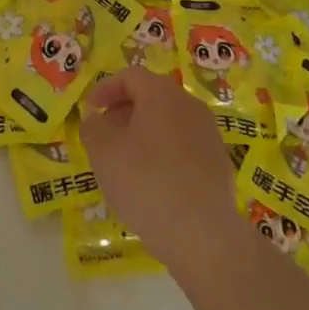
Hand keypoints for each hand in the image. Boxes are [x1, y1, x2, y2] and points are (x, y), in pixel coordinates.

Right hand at [81, 67, 251, 283]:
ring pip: (169, 122)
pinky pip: (184, 146)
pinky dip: (163, 154)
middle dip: (124, 111)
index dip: (105, 89)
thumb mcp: (104, 153)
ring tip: (125, 162)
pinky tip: (152, 183)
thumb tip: (95, 119)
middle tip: (104, 136)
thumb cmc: (146, 182)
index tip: (90, 111)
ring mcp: (209, 134)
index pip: (131, 76)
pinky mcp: (219, 162)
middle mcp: (190, 106)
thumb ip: (93, 129)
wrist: (203, 233)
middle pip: (152, 97)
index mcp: (162, 95)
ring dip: (144, 134)